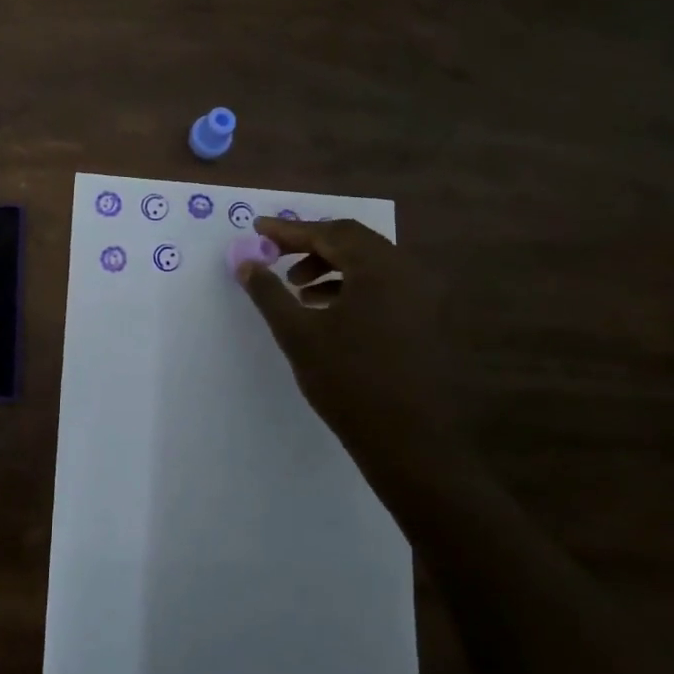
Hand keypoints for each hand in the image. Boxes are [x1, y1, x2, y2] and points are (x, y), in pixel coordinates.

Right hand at [236, 216, 464, 484]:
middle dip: (311, 246)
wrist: (411, 444)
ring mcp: (425, 298)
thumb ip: (270, 293)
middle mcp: (409, 272)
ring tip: (298, 290)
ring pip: (371, 267)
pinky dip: (353, 289)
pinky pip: (385, 289)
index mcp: (381, 268)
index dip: (290, 230)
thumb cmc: (349, 383)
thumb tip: (246, 263)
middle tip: (276, 257)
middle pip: (354, 243)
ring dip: (331, 269)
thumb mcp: (299, 335)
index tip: (258, 230)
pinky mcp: (428, 322)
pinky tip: (328, 312)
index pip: (331, 232)